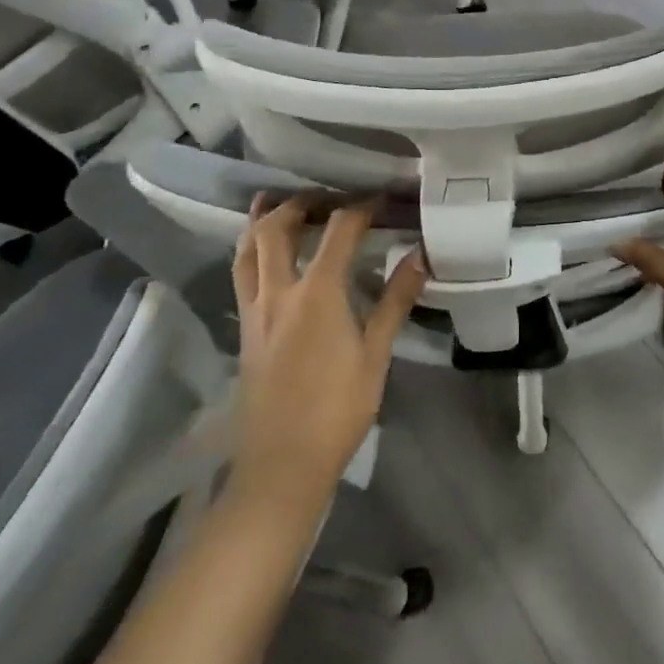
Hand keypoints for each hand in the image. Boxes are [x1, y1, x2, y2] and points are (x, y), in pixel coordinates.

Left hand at [230, 194, 426, 504]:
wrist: (282, 467)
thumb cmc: (337, 410)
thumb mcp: (376, 355)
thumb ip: (396, 300)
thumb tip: (420, 255)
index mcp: (317, 294)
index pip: (338, 231)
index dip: (360, 207)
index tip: (380, 199)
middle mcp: (278, 293)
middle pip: (276, 229)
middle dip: (299, 202)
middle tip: (324, 195)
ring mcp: (255, 312)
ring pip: (247, 250)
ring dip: (261, 221)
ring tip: (275, 203)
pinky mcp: (244, 332)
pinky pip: (242, 275)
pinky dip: (251, 250)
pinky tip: (263, 254)